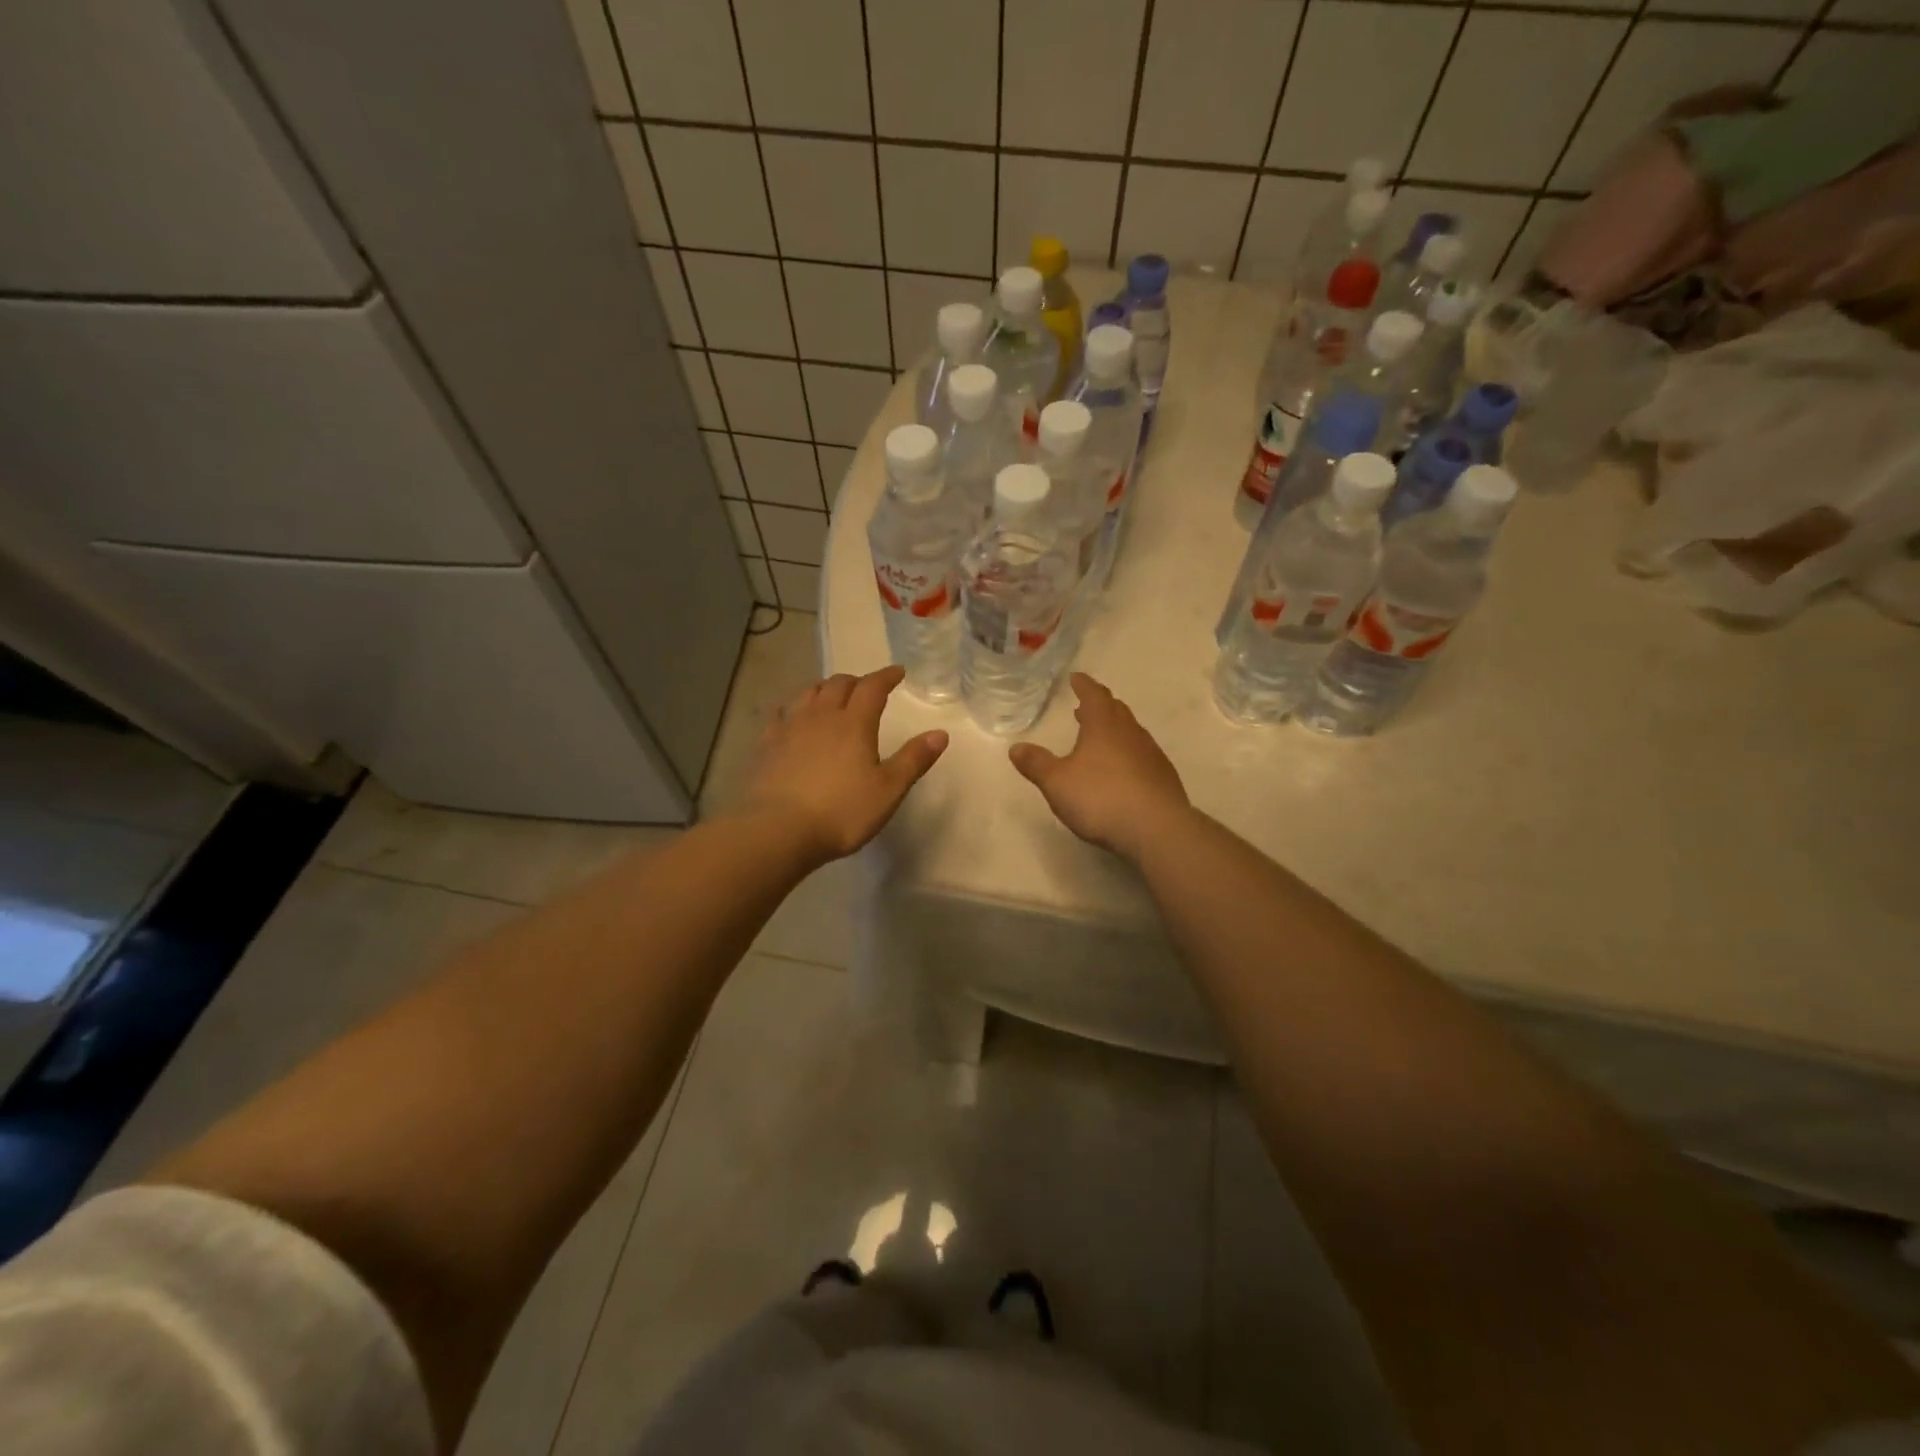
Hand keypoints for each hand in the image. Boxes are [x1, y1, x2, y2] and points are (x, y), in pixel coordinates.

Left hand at [739, 666, 946, 864]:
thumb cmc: (841, 811)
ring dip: (824, 688)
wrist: (778, 830)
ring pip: (808, 693)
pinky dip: (791, 708)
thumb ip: (913, 760)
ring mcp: (790, 728)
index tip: (898, 672)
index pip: (872, 688)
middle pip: (838, 685)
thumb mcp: (888, 790)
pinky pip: (780, 715)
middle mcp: (821, 716)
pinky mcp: (767, 745)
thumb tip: (940, 733)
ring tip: (831, 694)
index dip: (886, 676)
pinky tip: (790, 715)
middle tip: (866, 687)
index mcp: (854, 723)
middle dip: (856, 681)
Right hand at [1008, 673, 1189, 861]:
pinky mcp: (1163, 778)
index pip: (1094, 695)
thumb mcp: (1058, 782)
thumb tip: (1016, 747)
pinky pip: (1142, 756)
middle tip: (1085, 708)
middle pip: (1115, 711)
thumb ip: (1037, 764)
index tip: (1076, 678)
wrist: (1157, 829)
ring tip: (1100, 739)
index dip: (1084, 685)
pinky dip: (1128, 754)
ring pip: (1131, 733)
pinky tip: (1122, 772)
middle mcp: (1131, 733)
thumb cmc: (1101, 798)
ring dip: (1114, 731)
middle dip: (1099, 707)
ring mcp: (1151, 755)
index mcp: (1104, 726)